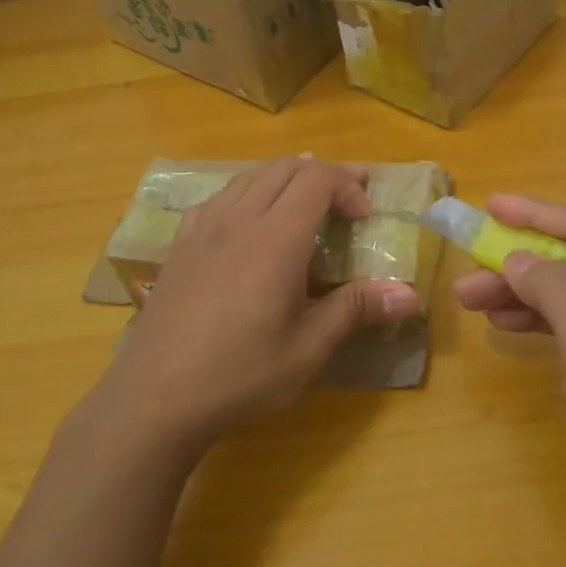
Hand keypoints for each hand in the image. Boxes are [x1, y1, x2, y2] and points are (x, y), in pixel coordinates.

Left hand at [97, 158, 420, 459]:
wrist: (153, 398)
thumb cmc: (240, 376)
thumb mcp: (308, 349)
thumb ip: (356, 310)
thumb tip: (412, 296)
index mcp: (275, 239)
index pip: (317, 180)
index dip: (347, 184)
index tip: (364, 216)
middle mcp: (238, 220)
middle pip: (283, 168)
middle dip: (321, 173)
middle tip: (347, 197)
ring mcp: (202, 230)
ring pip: (248, 177)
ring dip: (283, 178)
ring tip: (304, 197)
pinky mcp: (178, 247)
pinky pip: (217, 198)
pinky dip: (246, 193)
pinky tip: (247, 220)